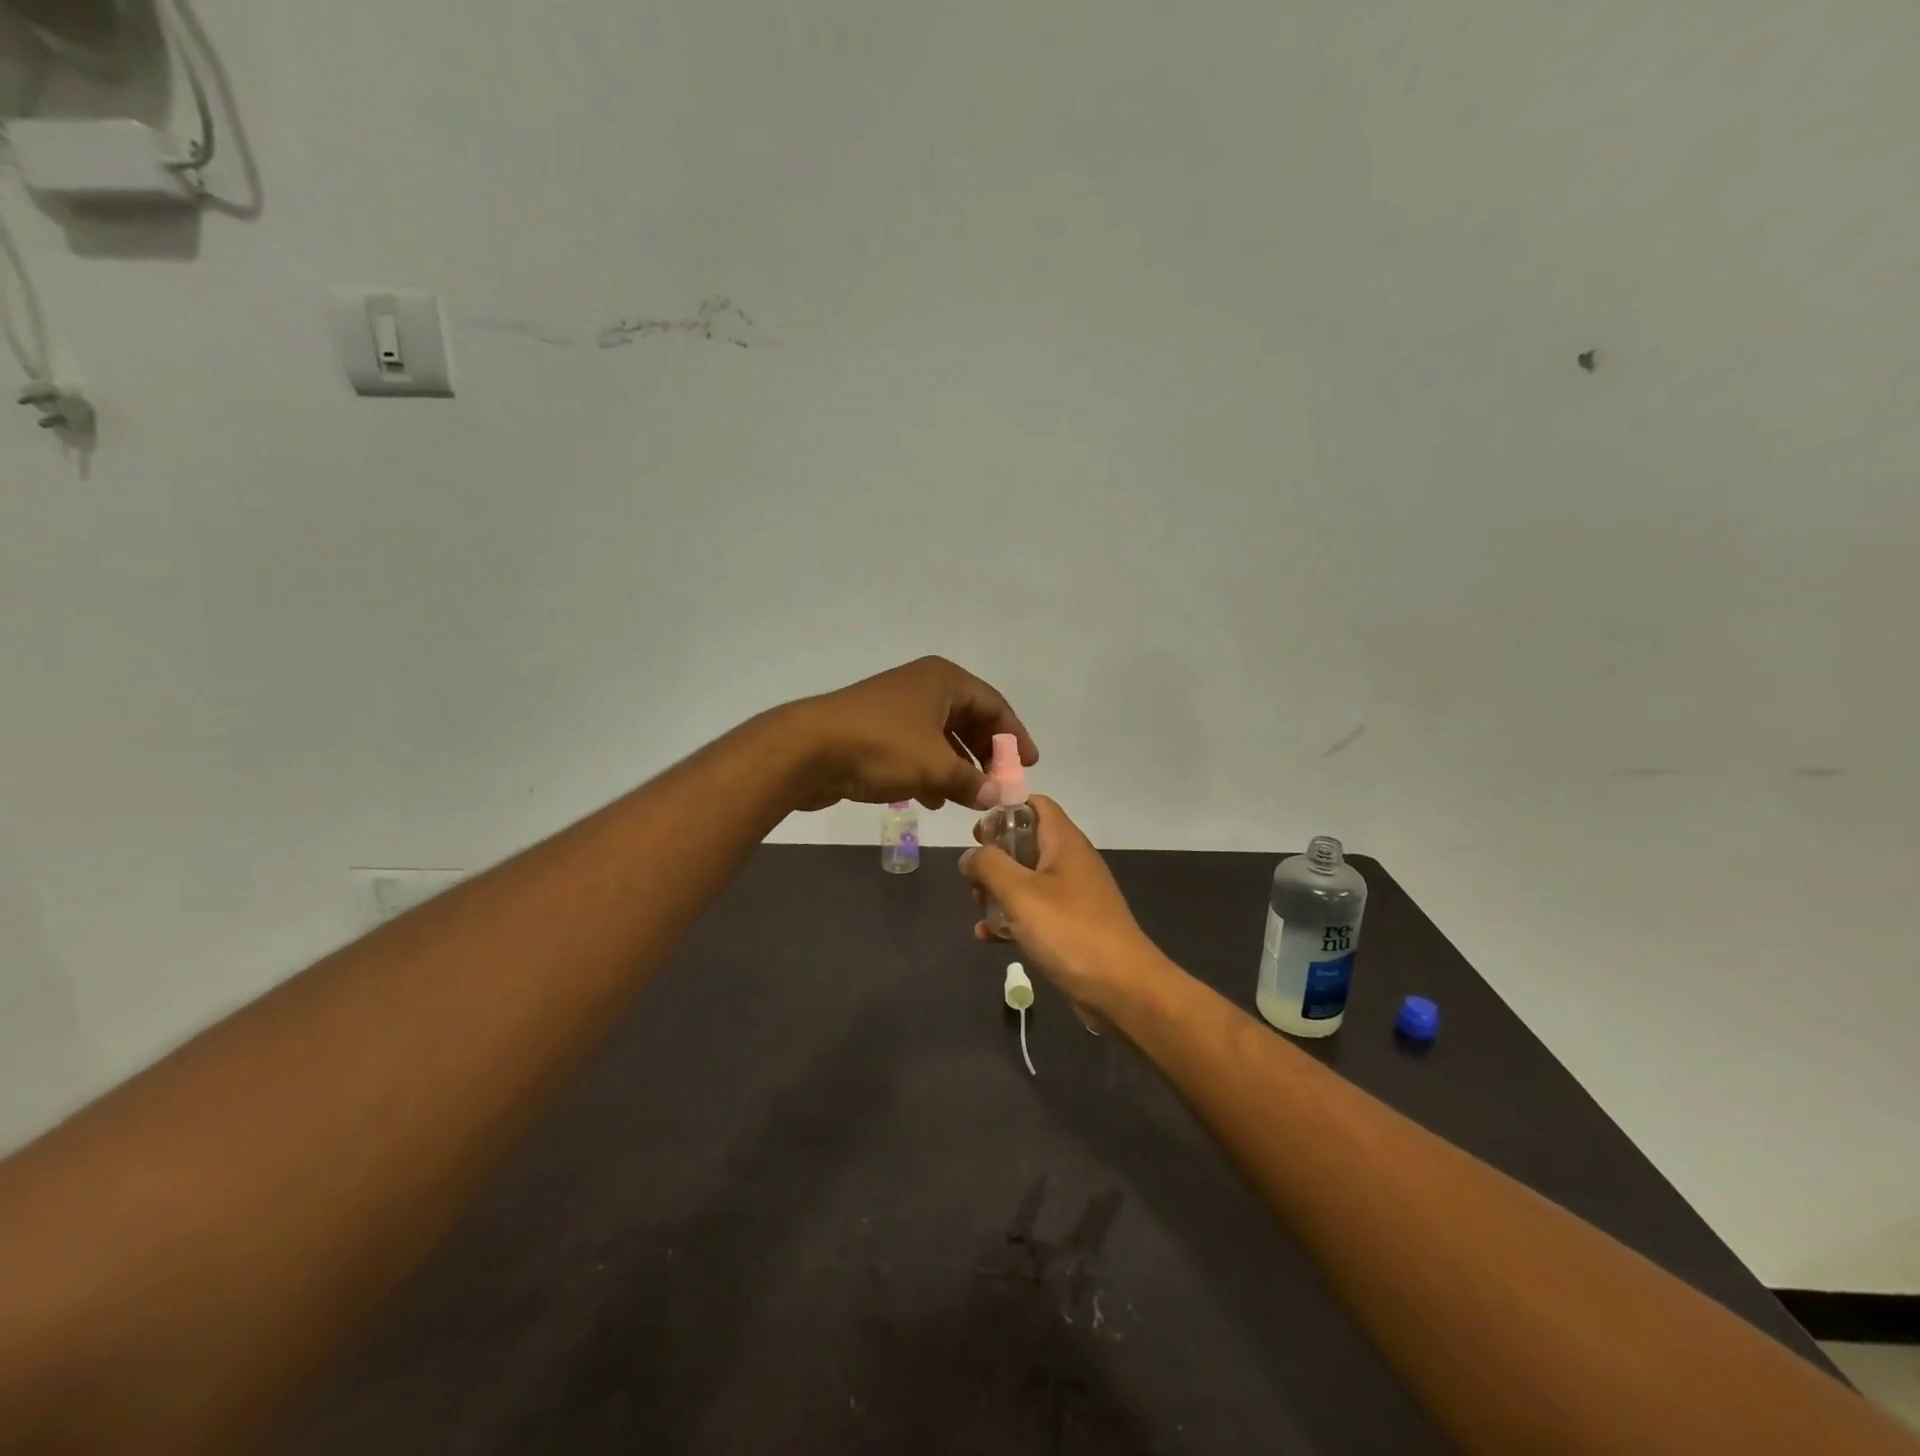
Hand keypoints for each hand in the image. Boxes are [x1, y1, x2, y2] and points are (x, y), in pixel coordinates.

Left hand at [783, 656, 1036, 811]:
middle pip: (967, 720)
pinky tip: (933, 799)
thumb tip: (994, 796)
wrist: (808, 749)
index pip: (992, 705)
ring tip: (969, 798)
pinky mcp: (875, 731)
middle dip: (984, 754)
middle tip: (998, 784)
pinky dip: (930, 771)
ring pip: (940, 737)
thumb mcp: (935, 766)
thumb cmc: (881, 747)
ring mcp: (896, 708)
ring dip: (958, 767)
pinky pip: (915, 749)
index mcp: (943, 681)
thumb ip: (971, 781)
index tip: (1029, 764)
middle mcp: (922, 687)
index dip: (1014, 736)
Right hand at [959, 796, 1166, 1021]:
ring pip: (1028, 879)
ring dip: (1000, 890)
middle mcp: (1071, 862)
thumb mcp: (1020, 892)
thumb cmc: (1069, 930)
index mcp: (1064, 842)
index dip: (1005, 811)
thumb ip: (989, 865)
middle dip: (995, 857)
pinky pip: (1036, 912)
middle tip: (973, 876)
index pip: (1035, 805)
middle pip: (1027, 843)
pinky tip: (989, 937)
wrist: (1122, 988)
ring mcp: (1074, 896)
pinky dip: (1013, 918)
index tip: (977, 832)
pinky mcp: (1072, 926)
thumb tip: (970, 855)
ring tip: (978, 907)